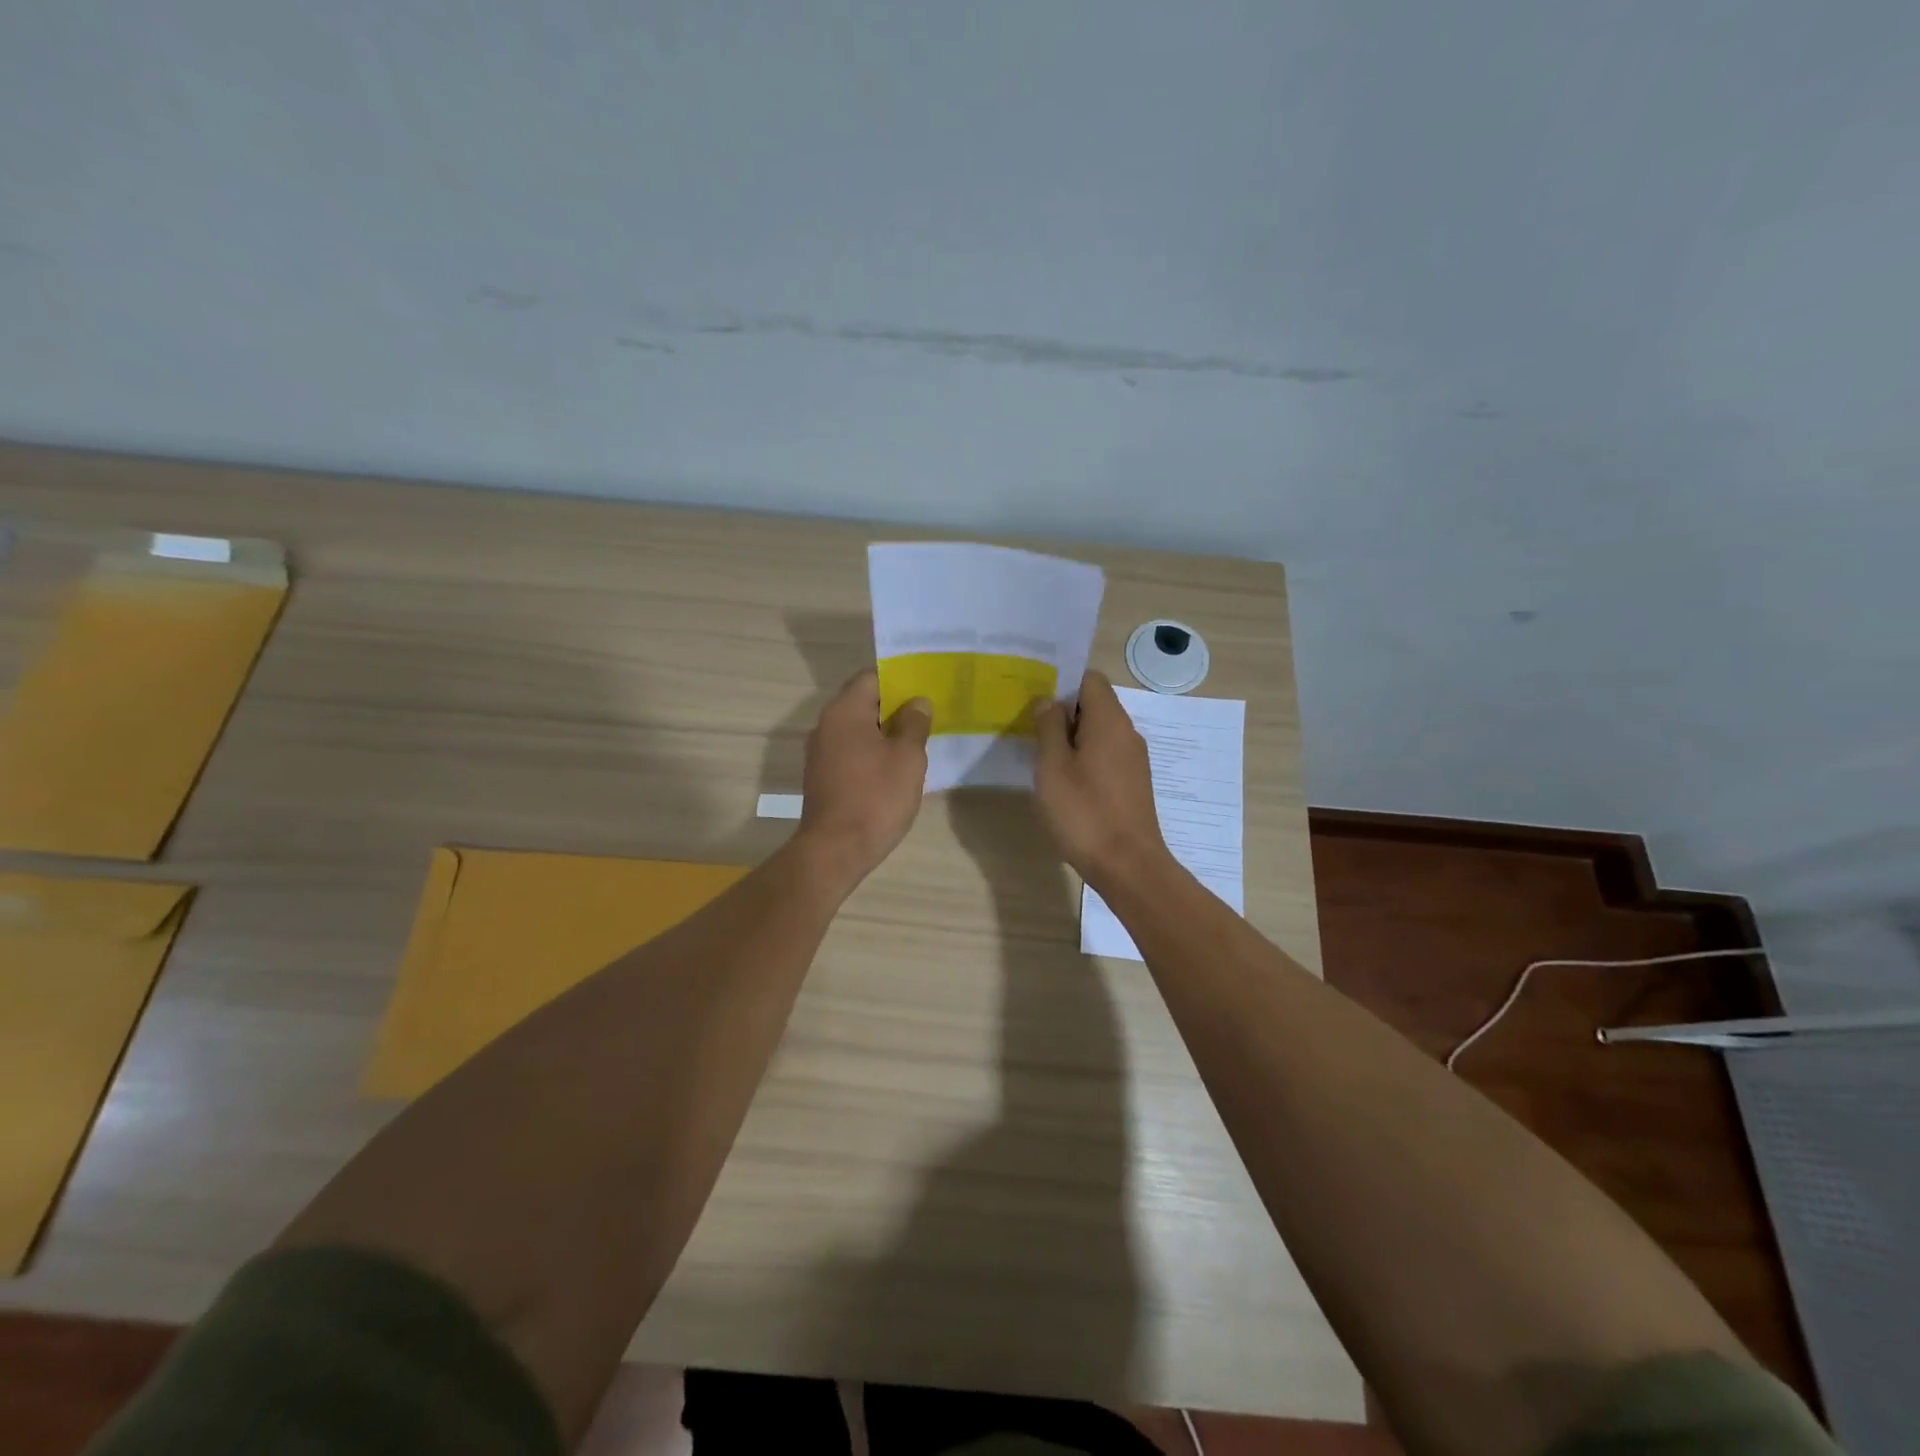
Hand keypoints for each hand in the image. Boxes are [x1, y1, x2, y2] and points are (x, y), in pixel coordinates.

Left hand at [797, 669, 931, 887]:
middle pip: (862, 702)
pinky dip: (870, 752)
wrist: (835, 850)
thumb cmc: (876, 797)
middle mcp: (826, 725)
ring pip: (857, 729)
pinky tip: (893, 770)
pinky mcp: (821, 776)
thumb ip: (914, 723)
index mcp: (845, 711)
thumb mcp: (908, 757)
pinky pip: (850, 751)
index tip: (924, 691)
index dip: (899, 680)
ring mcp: (820, 752)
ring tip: (915, 744)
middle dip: (894, 707)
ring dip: (884, 732)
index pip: (871, 677)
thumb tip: (917, 702)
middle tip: (926, 717)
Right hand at [1033, 669, 1172, 892]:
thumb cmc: (1085, 813)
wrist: (1128, 866)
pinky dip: (1084, 758)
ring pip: (1099, 732)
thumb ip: (1049, 728)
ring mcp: (1133, 760)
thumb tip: (1049, 701)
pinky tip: (1063, 781)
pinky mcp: (1133, 784)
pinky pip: (1105, 755)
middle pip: (1094, 704)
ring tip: (1040, 755)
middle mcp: (1127, 733)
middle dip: (1062, 711)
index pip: (1090, 678)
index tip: (1034, 696)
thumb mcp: (1053, 768)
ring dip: (1071, 737)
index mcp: (1109, 721)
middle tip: (1029, 726)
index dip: (1062, 681)